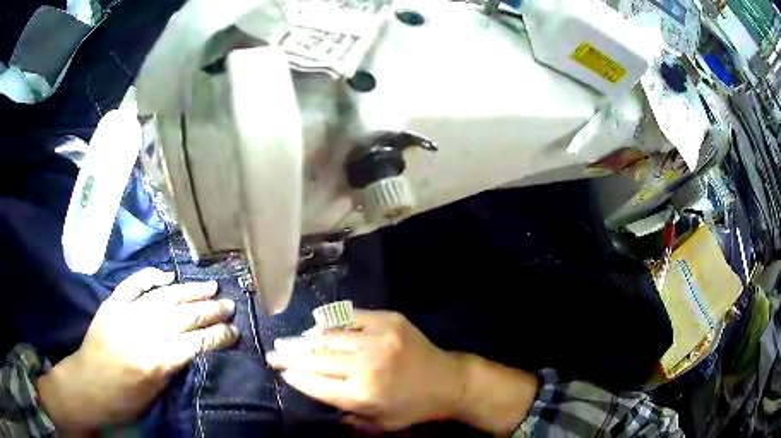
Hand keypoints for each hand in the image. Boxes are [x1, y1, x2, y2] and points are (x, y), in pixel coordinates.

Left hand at [37, 268, 238, 430]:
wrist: (87, 386)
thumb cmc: (124, 400)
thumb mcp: (155, 393)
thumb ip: (173, 367)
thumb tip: (196, 349)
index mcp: (153, 364)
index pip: (193, 344)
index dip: (217, 336)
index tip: (234, 331)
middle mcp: (140, 335)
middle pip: (180, 318)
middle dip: (208, 311)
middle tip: (228, 305)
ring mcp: (124, 315)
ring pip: (161, 298)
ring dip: (187, 291)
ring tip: (209, 287)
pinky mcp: (111, 305)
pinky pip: (132, 285)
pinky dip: (150, 277)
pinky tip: (166, 274)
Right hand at [265, 310, 466, 430]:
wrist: (448, 381)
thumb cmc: (412, 408)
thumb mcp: (377, 423)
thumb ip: (343, 411)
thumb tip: (312, 390)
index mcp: (362, 395)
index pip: (313, 383)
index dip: (293, 376)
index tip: (279, 370)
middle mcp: (365, 365)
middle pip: (315, 358)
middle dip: (289, 356)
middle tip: (273, 352)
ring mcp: (377, 338)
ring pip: (328, 335)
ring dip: (306, 339)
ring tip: (291, 341)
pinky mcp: (389, 320)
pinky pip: (350, 316)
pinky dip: (330, 321)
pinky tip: (318, 325)